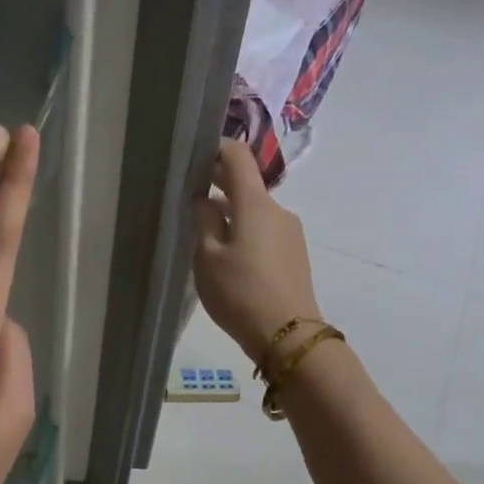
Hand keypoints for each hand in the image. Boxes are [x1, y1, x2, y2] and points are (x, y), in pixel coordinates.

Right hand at [193, 139, 322, 362]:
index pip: (238, 157)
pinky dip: (244, 231)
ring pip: (254, 211)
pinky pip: (264, 231)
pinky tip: (228, 256)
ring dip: (231, 213)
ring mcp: (290, 231)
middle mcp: (277, 209)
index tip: (193, 157)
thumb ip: (203, 220)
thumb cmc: (240, 292)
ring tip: (204, 234)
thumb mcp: (208, 257)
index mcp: (255, 203)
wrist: (287, 333)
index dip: (215, 149)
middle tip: (189, 196)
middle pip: (246, 184)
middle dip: (219, 184)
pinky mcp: (294, 253)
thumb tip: (203, 198)